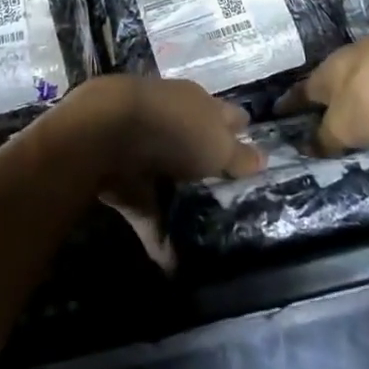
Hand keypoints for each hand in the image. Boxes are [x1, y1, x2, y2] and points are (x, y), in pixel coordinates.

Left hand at [54, 75, 266, 269]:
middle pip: (195, 142)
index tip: (253, 151)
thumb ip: (239, 155)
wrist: (106, 131)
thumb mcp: (218, 145)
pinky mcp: (120, 177)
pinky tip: (170, 265)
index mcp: (197, 103)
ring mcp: (142, 147)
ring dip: (179, 200)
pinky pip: (144, 208)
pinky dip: (156, 234)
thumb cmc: (175, 128)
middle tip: (228, 194)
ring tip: (201, 232)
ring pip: (167, 173)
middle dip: (207, 162)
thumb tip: (262, 159)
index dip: (240, 131)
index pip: (226, 115)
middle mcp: (171, 120)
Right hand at [277, 14, 368, 155]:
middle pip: (337, 91)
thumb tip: (305, 148)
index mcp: (328, 73)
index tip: (276, 114)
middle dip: (331, 110)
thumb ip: (325, 139)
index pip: (301, 92)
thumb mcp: (345, 126)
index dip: (288, 105)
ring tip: (365, 143)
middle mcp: (354, 66)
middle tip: (325, 137)